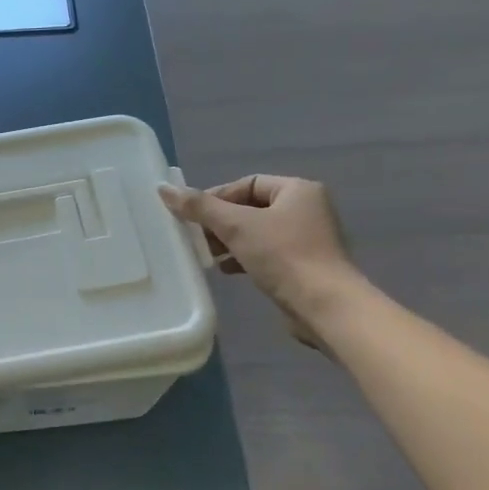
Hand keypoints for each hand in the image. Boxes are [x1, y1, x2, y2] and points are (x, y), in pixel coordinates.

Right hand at [158, 176, 359, 349]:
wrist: (324, 306)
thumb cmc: (283, 256)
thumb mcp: (236, 226)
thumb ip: (199, 207)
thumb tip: (164, 189)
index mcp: (298, 190)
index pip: (247, 184)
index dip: (217, 197)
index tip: (193, 216)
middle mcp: (307, 209)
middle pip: (251, 208)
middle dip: (221, 222)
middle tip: (197, 238)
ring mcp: (307, 239)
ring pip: (257, 232)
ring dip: (229, 241)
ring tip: (207, 256)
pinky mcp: (304, 265)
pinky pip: (267, 253)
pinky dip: (244, 257)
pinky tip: (228, 270)